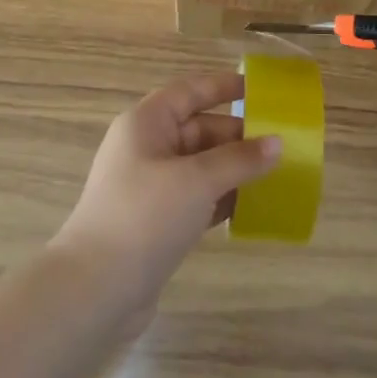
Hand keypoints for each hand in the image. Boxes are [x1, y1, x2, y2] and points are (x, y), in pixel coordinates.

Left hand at [51, 70, 281, 312]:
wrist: (95, 290)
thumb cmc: (145, 216)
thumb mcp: (197, 181)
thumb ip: (239, 160)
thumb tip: (278, 142)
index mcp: (147, 123)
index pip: (190, 91)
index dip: (224, 87)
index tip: (261, 90)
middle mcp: (146, 147)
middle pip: (199, 129)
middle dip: (238, 136)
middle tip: (281, 143)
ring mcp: (150, 186)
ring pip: (200, 166)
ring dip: (234, 169)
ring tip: (277, 174)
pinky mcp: (156, 221)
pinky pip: (196, 197)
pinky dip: (222, 198)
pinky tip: (252, 207)